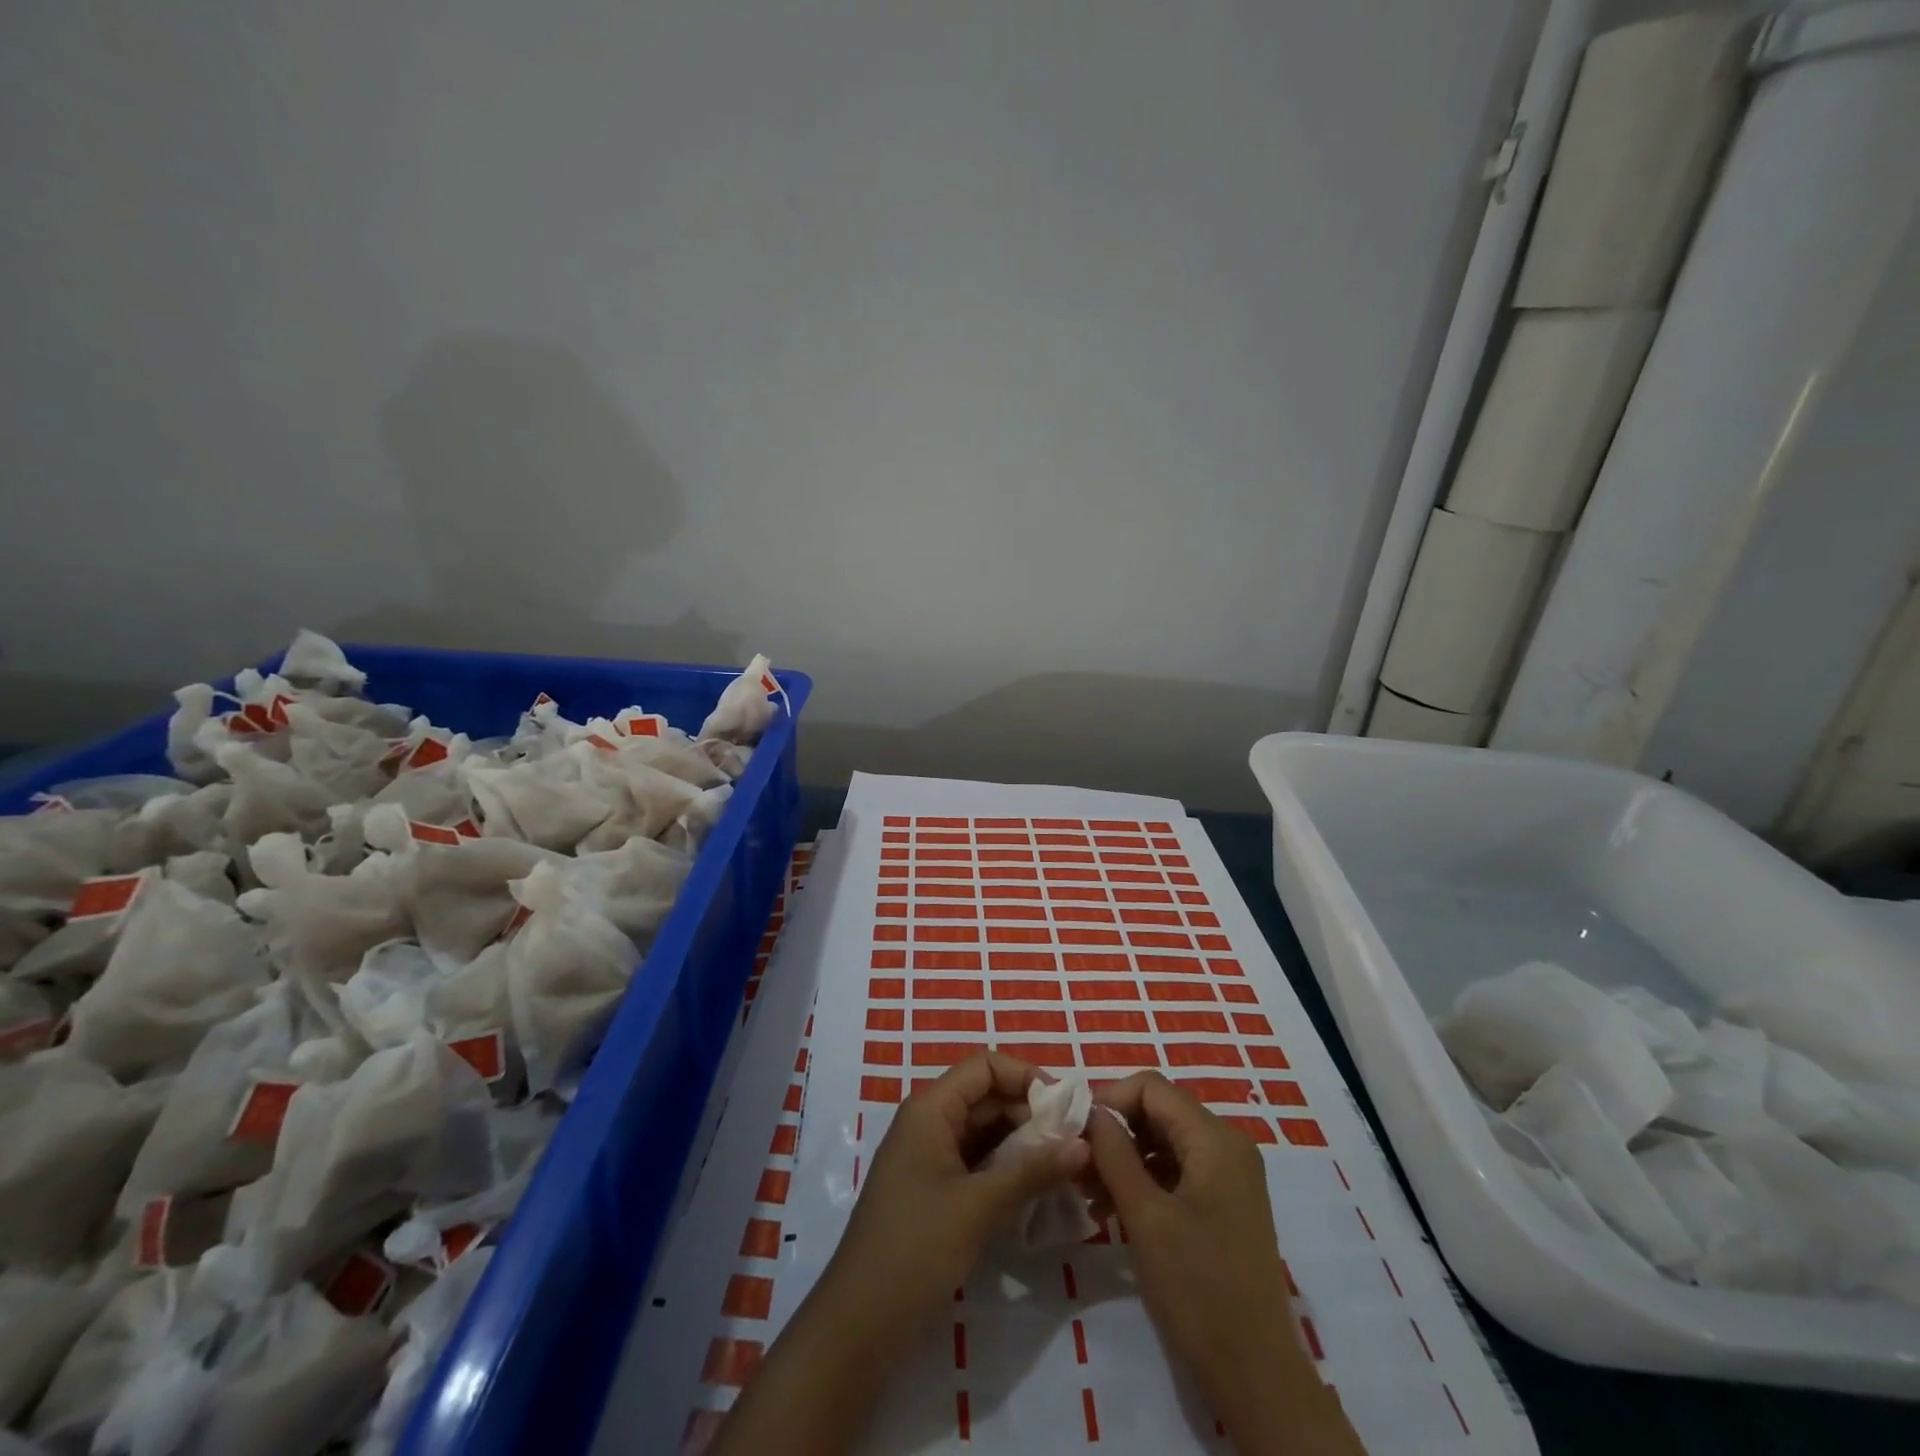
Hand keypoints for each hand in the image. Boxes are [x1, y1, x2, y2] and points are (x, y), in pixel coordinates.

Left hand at [815, 1052, 1090, 1347]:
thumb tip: (1084, 1144)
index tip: (1067, 1107)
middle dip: (1031, 1114)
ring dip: (1024, 1143)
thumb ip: (1033, 1170)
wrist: (860, 1323)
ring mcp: (930, 1157)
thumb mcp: (979, 1206)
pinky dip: (1007, 1169)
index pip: (984, 1067)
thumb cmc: (916, 1248)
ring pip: (985, 1132)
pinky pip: (978, 1162)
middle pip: (987, 1097)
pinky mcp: (935, 1190)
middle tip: (1077, 1142)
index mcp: (930, 1108)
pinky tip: (1039, 1189)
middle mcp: (929, 1122)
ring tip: (1067, 1165)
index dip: (1026, 1077)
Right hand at [1087, 1072, 1360, 1455]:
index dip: (1109, 1099)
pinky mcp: (1225, 1203)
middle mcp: (1227, 1145)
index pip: (1151, 1088)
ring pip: (1164, 1141)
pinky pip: (1177, 1170)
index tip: (1074, 1129)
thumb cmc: (1198, 1289)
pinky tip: (1111, 1209)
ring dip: (1124, 1158)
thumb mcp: (1145, 1216)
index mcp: (1215, 1139)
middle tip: (1076, 1163)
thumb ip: (1114, 1154)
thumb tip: (1089, 1111)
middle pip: (1158, 1112)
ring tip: (1087, 1192)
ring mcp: (1229, 1175)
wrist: (1256, 1375)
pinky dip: (1143, 1180)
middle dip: (1114, 1131)